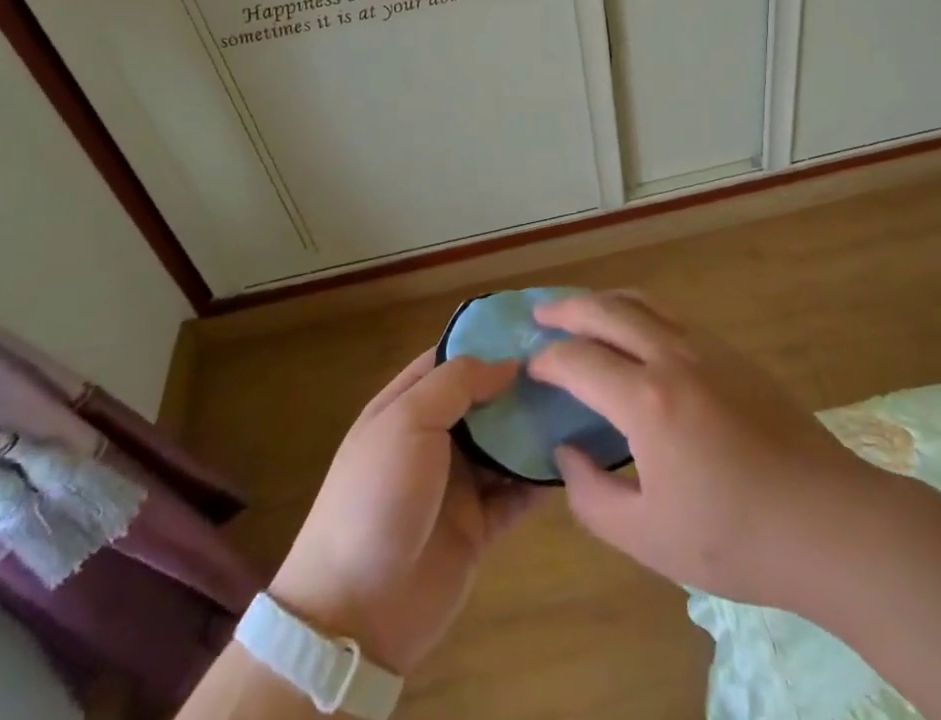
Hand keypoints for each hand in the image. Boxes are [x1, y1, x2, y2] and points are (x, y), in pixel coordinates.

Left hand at [269, 351, 545, 674]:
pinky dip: (542, 477)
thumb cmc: (376, 497)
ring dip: (537, 427)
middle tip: (574, 363)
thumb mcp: (407, 421)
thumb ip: (457, 383)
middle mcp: (434, 438)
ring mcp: (457, 484)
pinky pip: (517, 493)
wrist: (355, 613)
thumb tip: (508, 363)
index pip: (452, 360)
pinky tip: (577, 456)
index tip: (536, 327)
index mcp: (407, 406)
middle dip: (522, 384)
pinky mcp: (479, 526)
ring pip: (506, 444)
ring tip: (584, 402)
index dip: (489, 342)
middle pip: (485, 400)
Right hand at [529, 290, 875, 611]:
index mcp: (647, 400)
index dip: (548, 360)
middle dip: (567, 308)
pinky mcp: (733, 352)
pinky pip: (672, 315)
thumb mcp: (649, 538)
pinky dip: (639, 310)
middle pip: (607, 310)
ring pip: (643, 301)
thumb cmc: (736, 538)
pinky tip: (636, 332)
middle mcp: (672, 356)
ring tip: (581, 310)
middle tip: (540, 313)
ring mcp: (707, 347)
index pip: (579, 360)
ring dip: (605, 300)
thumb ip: (593, 497)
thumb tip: (566, 453)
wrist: (828, 520)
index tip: (530, 367)